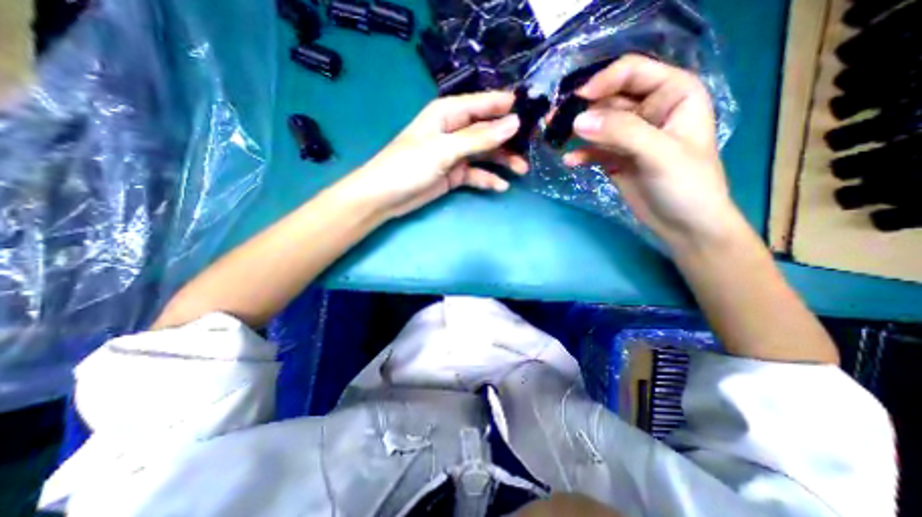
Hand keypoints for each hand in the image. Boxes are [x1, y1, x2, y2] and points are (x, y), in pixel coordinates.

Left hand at [347, 91, 532, 217]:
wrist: (386, 197)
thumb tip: (514, 123)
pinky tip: (501, 186)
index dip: (508, 107)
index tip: (534, 112)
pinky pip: (477, 174)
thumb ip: (479, 138)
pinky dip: (488, 179)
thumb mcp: (444, 149)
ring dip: (503, 161)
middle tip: (533, 148)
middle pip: (488, 130)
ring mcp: (456, 154)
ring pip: (486, 153)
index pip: (484, 104)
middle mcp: (455, 130)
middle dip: (509, 138)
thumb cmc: (409, 166)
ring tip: (522, 170)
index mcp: (448, 113)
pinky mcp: (455, 174)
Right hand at [566, 55, 742, 248]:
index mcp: (672, 94)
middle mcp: (649, 110)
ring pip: (597, 124)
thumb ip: (620, 133)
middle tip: (553, 121)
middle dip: (582, 109)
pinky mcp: (615, 158)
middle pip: (608, 99)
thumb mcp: (659, 153)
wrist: (683, 225)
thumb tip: (577, 122)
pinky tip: (570, 162)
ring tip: (554, 138)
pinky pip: (593, 150)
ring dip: (575, 131)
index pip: (631, 73)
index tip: (577, 100)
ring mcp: (629, 136)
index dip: (602, 81)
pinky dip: (580, 154)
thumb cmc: (686, 185)